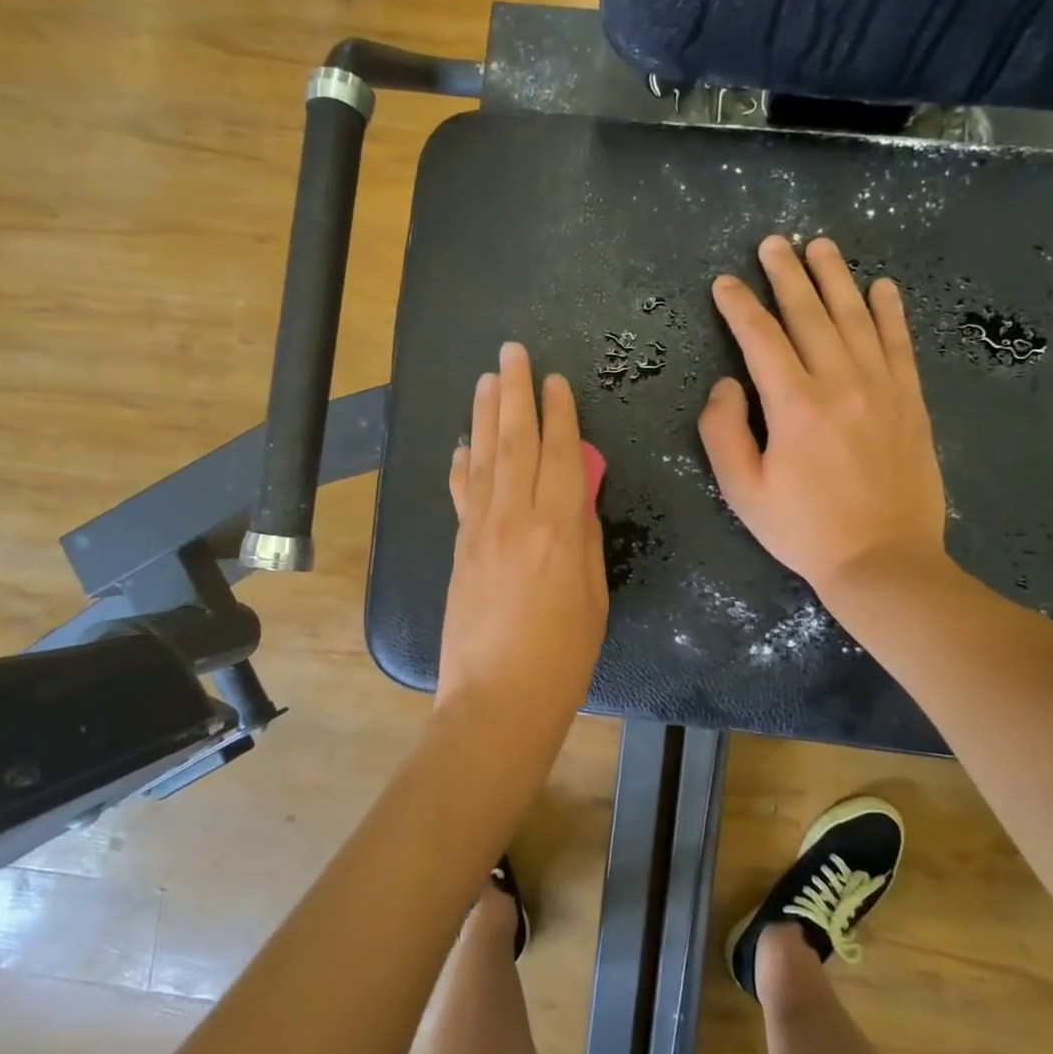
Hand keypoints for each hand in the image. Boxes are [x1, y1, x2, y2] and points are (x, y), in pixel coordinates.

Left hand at [439, 342, 608, 735]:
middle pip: (515, 442)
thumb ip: (585, 541)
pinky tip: (461, 444)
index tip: (555, 380)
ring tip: (486, 380)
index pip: (560, 454)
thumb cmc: (562, 658)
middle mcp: (516, 518)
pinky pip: (461, 494)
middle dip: (515, 393)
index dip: (559, 414)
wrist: (496, 700)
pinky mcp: (458, 549)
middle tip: (512, 353)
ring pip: (483, 459)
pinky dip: (462, 464)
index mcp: (559, 530)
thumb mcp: (593, 598)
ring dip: (484, 415)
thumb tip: (577, 500)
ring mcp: (480, 531)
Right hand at [699, 235, 952, 604]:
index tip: (724, 283)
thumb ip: (723, 432)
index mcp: (794, 405)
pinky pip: (899, 344)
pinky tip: (881, 287)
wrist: (883, 560)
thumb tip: (727, 385)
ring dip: (836, 278)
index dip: (739, 307)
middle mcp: (840, 382)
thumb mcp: (742, 490)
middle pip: (809, 315)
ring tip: (822, 247)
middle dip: (787, 275)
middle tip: (773, 243)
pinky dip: (890, 311)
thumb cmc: (803, 529)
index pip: (760, 339)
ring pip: (856, 318)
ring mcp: (882, 388)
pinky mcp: (910, 402)